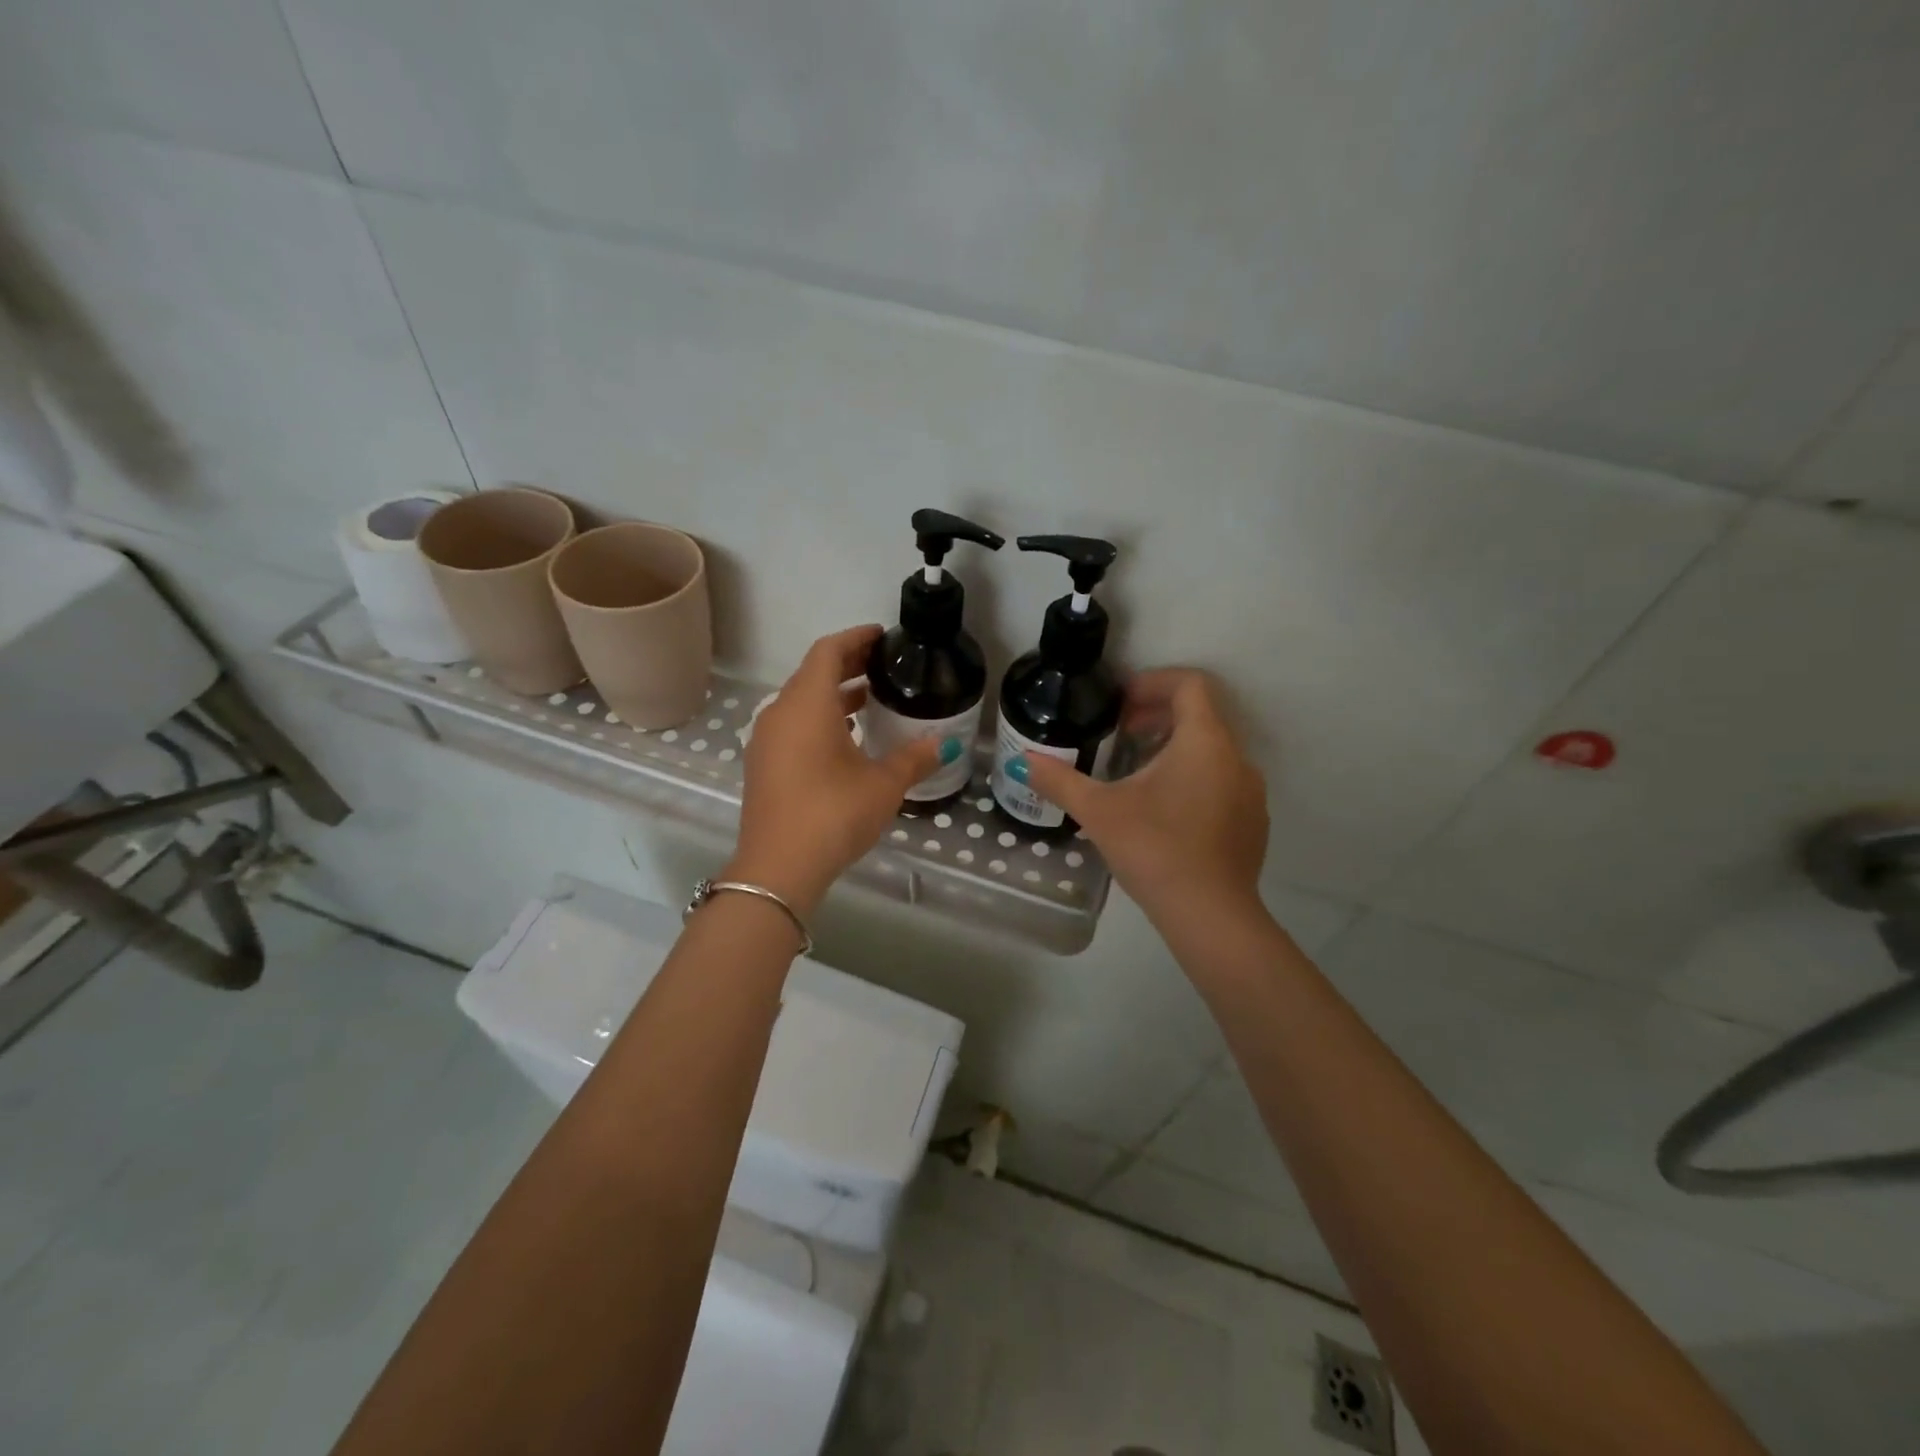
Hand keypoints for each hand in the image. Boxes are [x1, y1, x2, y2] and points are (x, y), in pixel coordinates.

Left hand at [728, 625, 949, 914]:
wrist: (778, 867)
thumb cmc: (833, 814)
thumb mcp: (883, 785)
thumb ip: (914, 758)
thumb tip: (945, 744)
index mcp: (807, 704)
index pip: (828, 651)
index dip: (855, 638)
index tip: (881, 637)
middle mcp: (780, 713)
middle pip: (812, 673)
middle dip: (847, 664)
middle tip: (882, 665)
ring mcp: (766, 740)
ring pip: (801, 702)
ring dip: (833, 695)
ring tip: (869, 700)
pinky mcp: (762, 765)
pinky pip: (792, 726)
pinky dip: (818, 719)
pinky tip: (845, 740)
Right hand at [1018, 669, 1267, 927]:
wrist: (1210, 916)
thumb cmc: (1154, 849)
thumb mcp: (1098, 812)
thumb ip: (1059, 780)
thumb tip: (1023, 760)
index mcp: (1204, 741)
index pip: (1190, 684)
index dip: (1153, 683)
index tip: (1121, 704)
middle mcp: (1236, 758)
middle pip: (1201, 716)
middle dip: (1158, 717)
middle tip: (1121, 735)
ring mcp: (1250, 792)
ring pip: (1213, 751)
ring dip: (1174, 750)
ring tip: (1136, 776)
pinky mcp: (1252, 823)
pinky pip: (1223, 782)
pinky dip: (1194, 780)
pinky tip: (1164, 815)